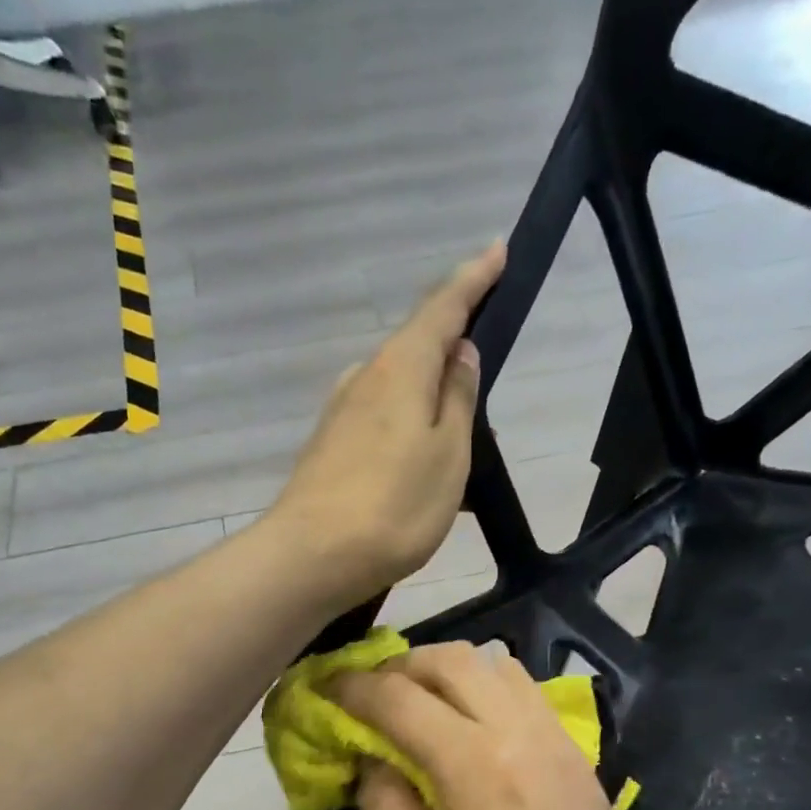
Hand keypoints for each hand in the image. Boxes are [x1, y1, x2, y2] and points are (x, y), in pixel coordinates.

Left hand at [264, 243, 505, 608]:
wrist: (312, 557)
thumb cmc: (394, 506)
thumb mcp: (448, 454)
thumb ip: (458, 400)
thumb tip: (460, 353)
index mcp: (401, 367)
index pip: (443, 307)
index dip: (473, 279)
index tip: (498, 251)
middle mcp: (365, 378)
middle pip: (415, 347)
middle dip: (450, 350)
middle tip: (482, 376)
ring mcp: (341, 413)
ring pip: (397, 389)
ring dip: (428, 400)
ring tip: (455, 441)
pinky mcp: (329, 448)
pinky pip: (380, 421)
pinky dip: (406, 429)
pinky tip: (417, 466)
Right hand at [332, 642, 681, 809]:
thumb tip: (370, 761)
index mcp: (479, 769)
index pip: (403, 700)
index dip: (355, 689)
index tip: (326, 690)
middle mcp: (523, 735)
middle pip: (454, 660)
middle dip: (401, 666)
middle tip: (370, 697)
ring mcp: (560, 741)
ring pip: (496, 665)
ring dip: (447, 672)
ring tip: (418, 706)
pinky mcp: (579, 757)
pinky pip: (527, 692)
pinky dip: (487, 687)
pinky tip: (471, 727)